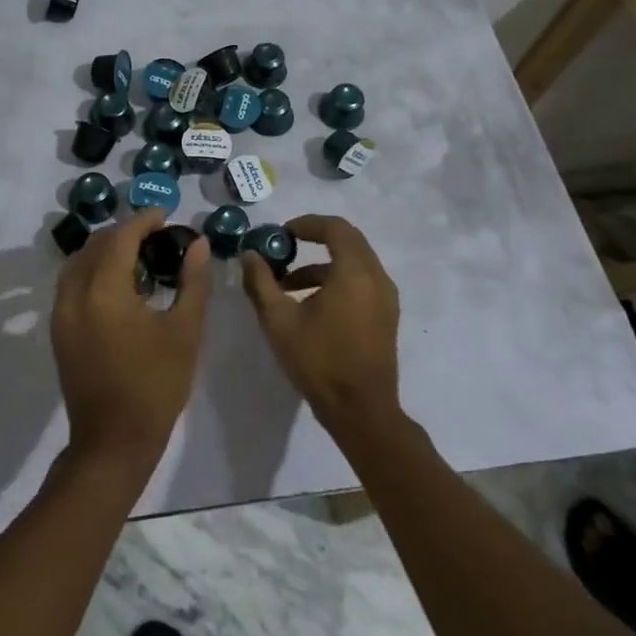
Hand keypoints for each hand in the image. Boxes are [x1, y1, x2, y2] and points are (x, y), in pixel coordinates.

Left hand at [51, 207, 211, 475]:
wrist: (113, 440)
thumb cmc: (156, 385)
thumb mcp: (185, 331)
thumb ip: (193, 281)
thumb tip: (198, 243)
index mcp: (105, 290)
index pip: (121, 237)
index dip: (143, 220)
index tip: (165, 216)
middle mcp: (75, 294)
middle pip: (96, 245)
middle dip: (125, 233)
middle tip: (156, 236)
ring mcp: (61, 312)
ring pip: (79, 262)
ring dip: (106, 250)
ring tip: (138, 257)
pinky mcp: (58, 329)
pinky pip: (72, 283)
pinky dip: (93, 270)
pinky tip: (119, 285)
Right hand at [241, 215, 401, 432]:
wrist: (361, 411)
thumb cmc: (319, 361)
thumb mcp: (279, 320)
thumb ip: (261, 282)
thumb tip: (249, 254)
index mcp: (354, 272)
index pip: (335, 227)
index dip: (306, 223)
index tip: (281, 234)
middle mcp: (376, 278)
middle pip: (347, 241)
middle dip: (314, 240)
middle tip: (282, 251)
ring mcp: (386, 298)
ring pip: (354, 263)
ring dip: (321, 265)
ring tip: (287, 286)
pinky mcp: (385, 316)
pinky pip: (361, 282)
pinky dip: (336, 281)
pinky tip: (310, 306)